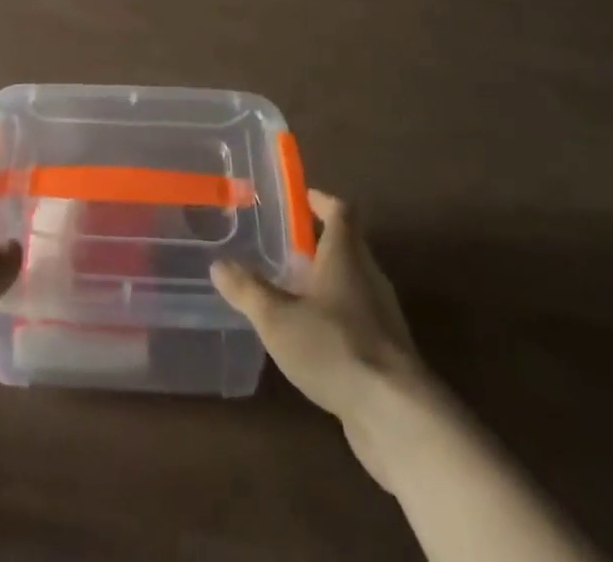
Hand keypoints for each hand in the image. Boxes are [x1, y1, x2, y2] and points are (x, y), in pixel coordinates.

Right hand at [212, 189, 436, 490]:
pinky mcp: (388, 352)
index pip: (340, 210)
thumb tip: (218, 264)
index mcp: (345, 255)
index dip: (321, 200)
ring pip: (353, 282)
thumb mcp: (277, 317)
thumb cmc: (334, 346)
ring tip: (293, 290)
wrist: (395, 414)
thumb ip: (247, 289)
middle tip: (286, 246)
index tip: (301, 198)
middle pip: (348, 245)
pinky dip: (337, 316)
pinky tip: (313, 337)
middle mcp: (368, 276)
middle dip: (319, 242)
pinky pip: (359, 318)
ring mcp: (382, 315)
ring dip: (327, 281)